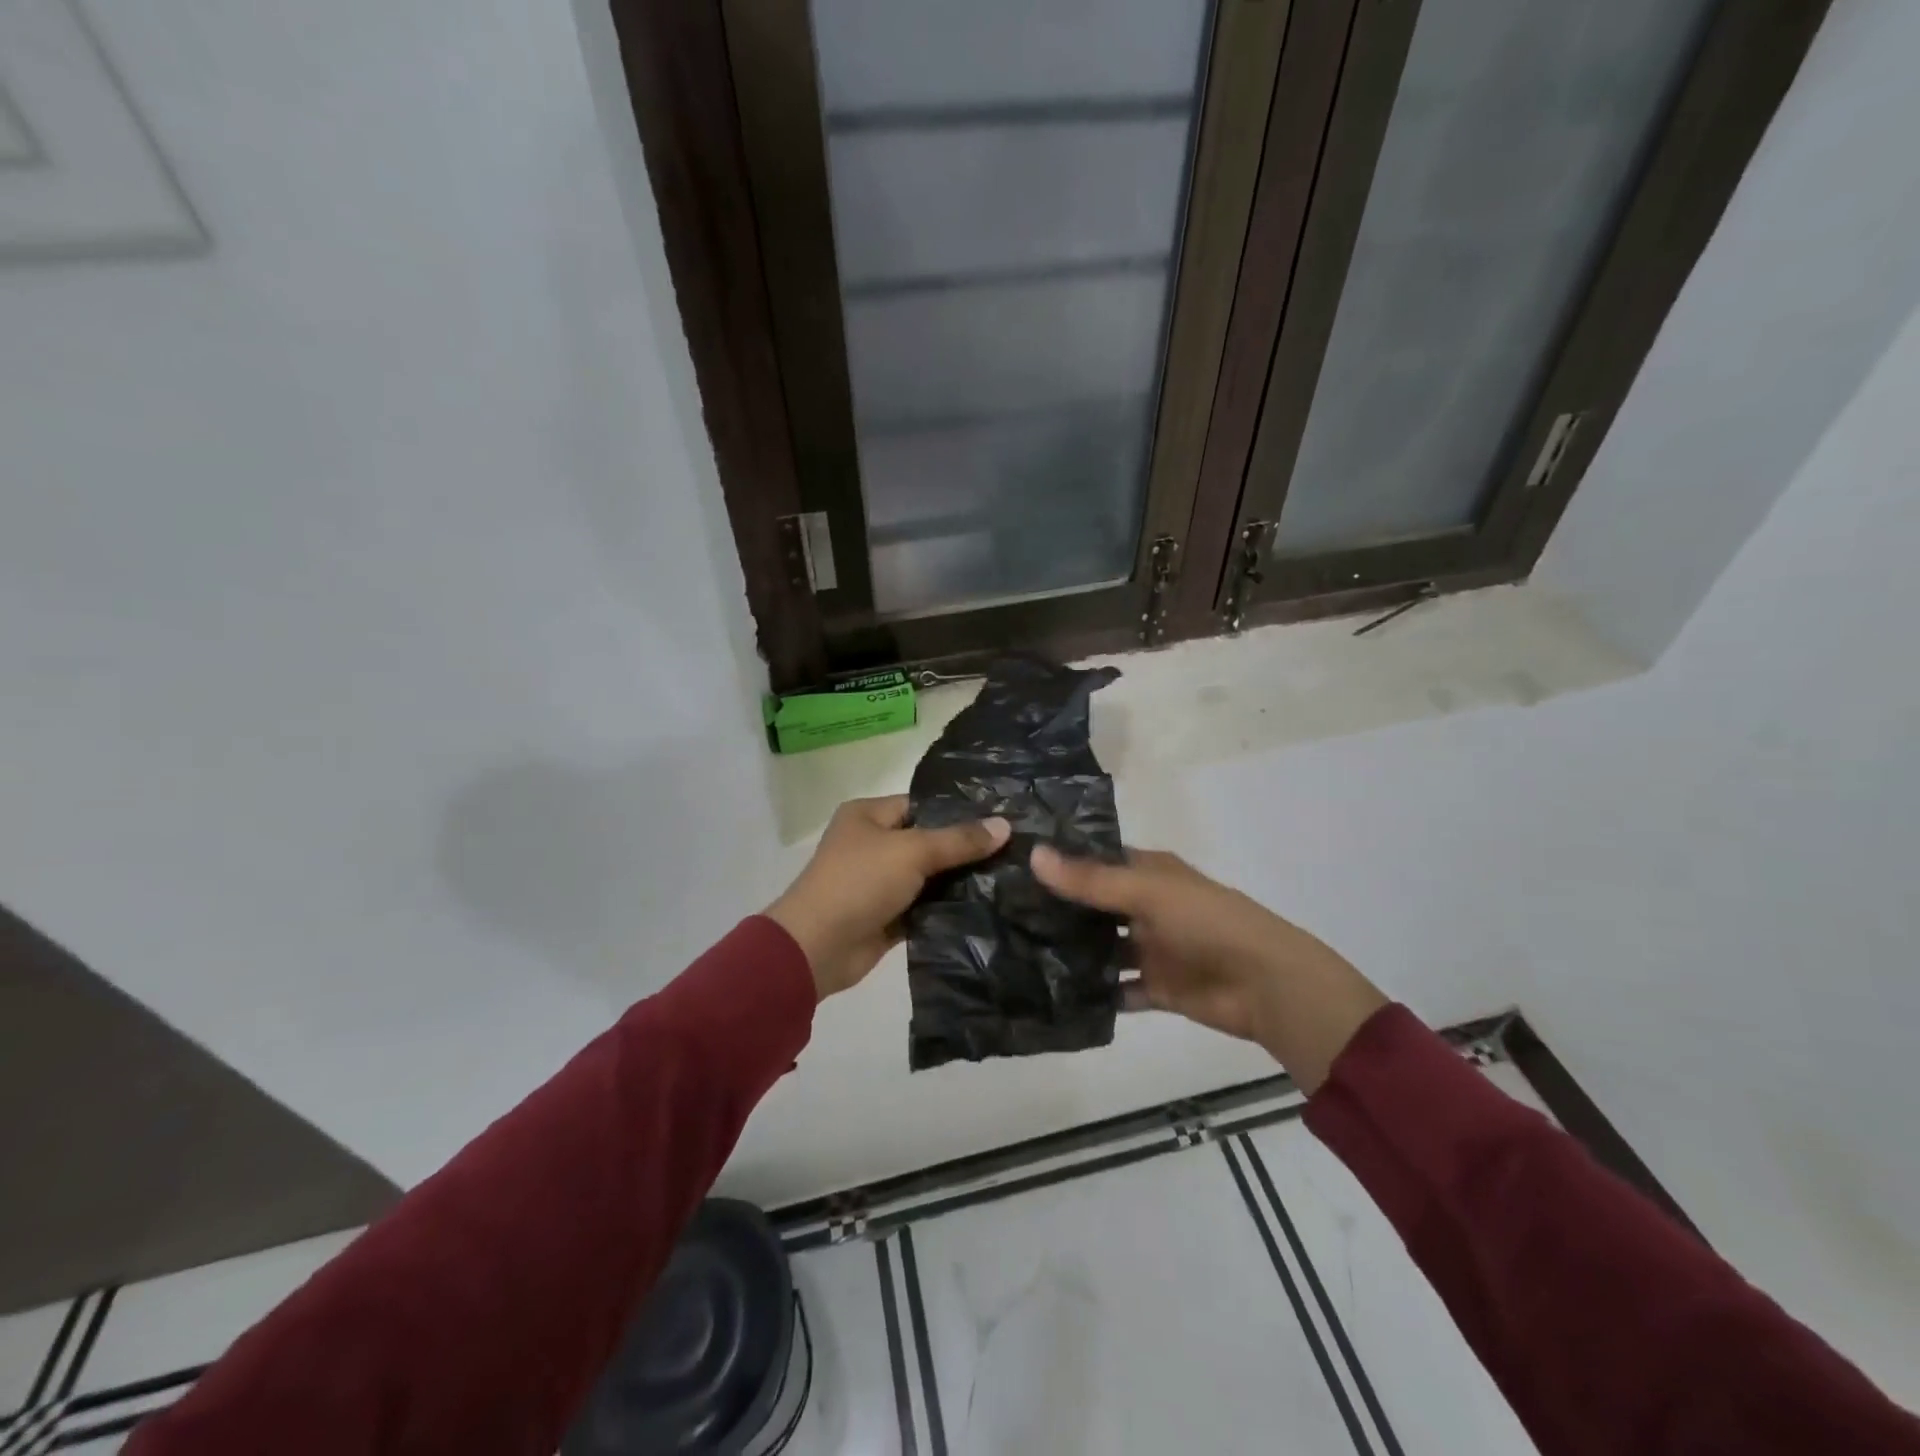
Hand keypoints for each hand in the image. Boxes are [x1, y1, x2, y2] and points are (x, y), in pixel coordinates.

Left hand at [766, 796, 1010, 1000]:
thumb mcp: (912, 851)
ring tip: (1009, 877)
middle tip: (1015, 850)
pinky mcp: (887, 916)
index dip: (959, 812)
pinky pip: (924, 907)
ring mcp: (879, 882)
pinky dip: (946, 909)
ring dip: (959, 882)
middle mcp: (872, 844)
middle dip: (965, 849)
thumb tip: (1005, 825)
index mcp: (868, 815)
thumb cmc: (859, 882)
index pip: (922, 806)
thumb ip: (959, 840)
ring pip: (928, 877)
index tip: (1002, 819)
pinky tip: (986, 907)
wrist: (817, 947)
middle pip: (928, 842)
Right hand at [1031, 845, 1385, 1092]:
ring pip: (1102, 949)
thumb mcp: (1147, 892)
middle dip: (1058, 909)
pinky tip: (1054, 995)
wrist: (1266, 985)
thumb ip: (1090, 880)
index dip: (1062, 860)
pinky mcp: (1156, 988)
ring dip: (1073, 952)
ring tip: (1017, 953)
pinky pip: (1118, 990)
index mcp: (1149, 873)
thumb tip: (1033, 855)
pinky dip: (1095, 993)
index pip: (1097, 860)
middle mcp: (1146, 907)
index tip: (1013, 863)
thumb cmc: (1207, 922)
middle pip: (1095, 906)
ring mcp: (1151, 949)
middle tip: (1002, 911)